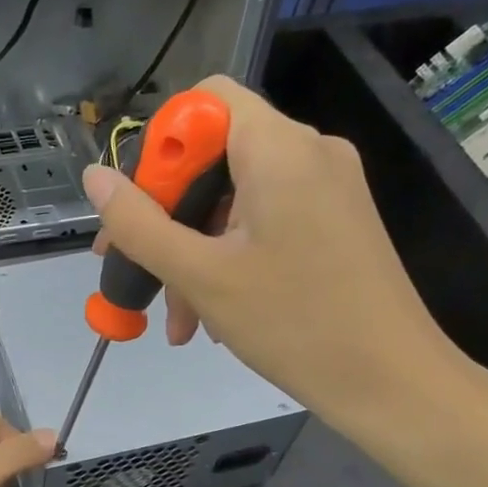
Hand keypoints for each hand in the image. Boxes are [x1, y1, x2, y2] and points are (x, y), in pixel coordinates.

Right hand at [84, 74, 475, 439]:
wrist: (393, 385)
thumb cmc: (295, 324)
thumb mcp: (200, 274)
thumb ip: (138, 223)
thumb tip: (93, 177)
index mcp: (280, 148)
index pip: (205, 101)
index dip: (162, 145)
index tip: (138, 205)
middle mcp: (308, 152)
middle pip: (213, 152)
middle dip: (167, 211)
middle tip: (132, 264)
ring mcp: (326, 188)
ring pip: (234, 196)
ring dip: (192, 247)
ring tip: (174, 313)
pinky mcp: (333, 221)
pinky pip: (262, 220)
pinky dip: (227, 255)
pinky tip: (208, 313)